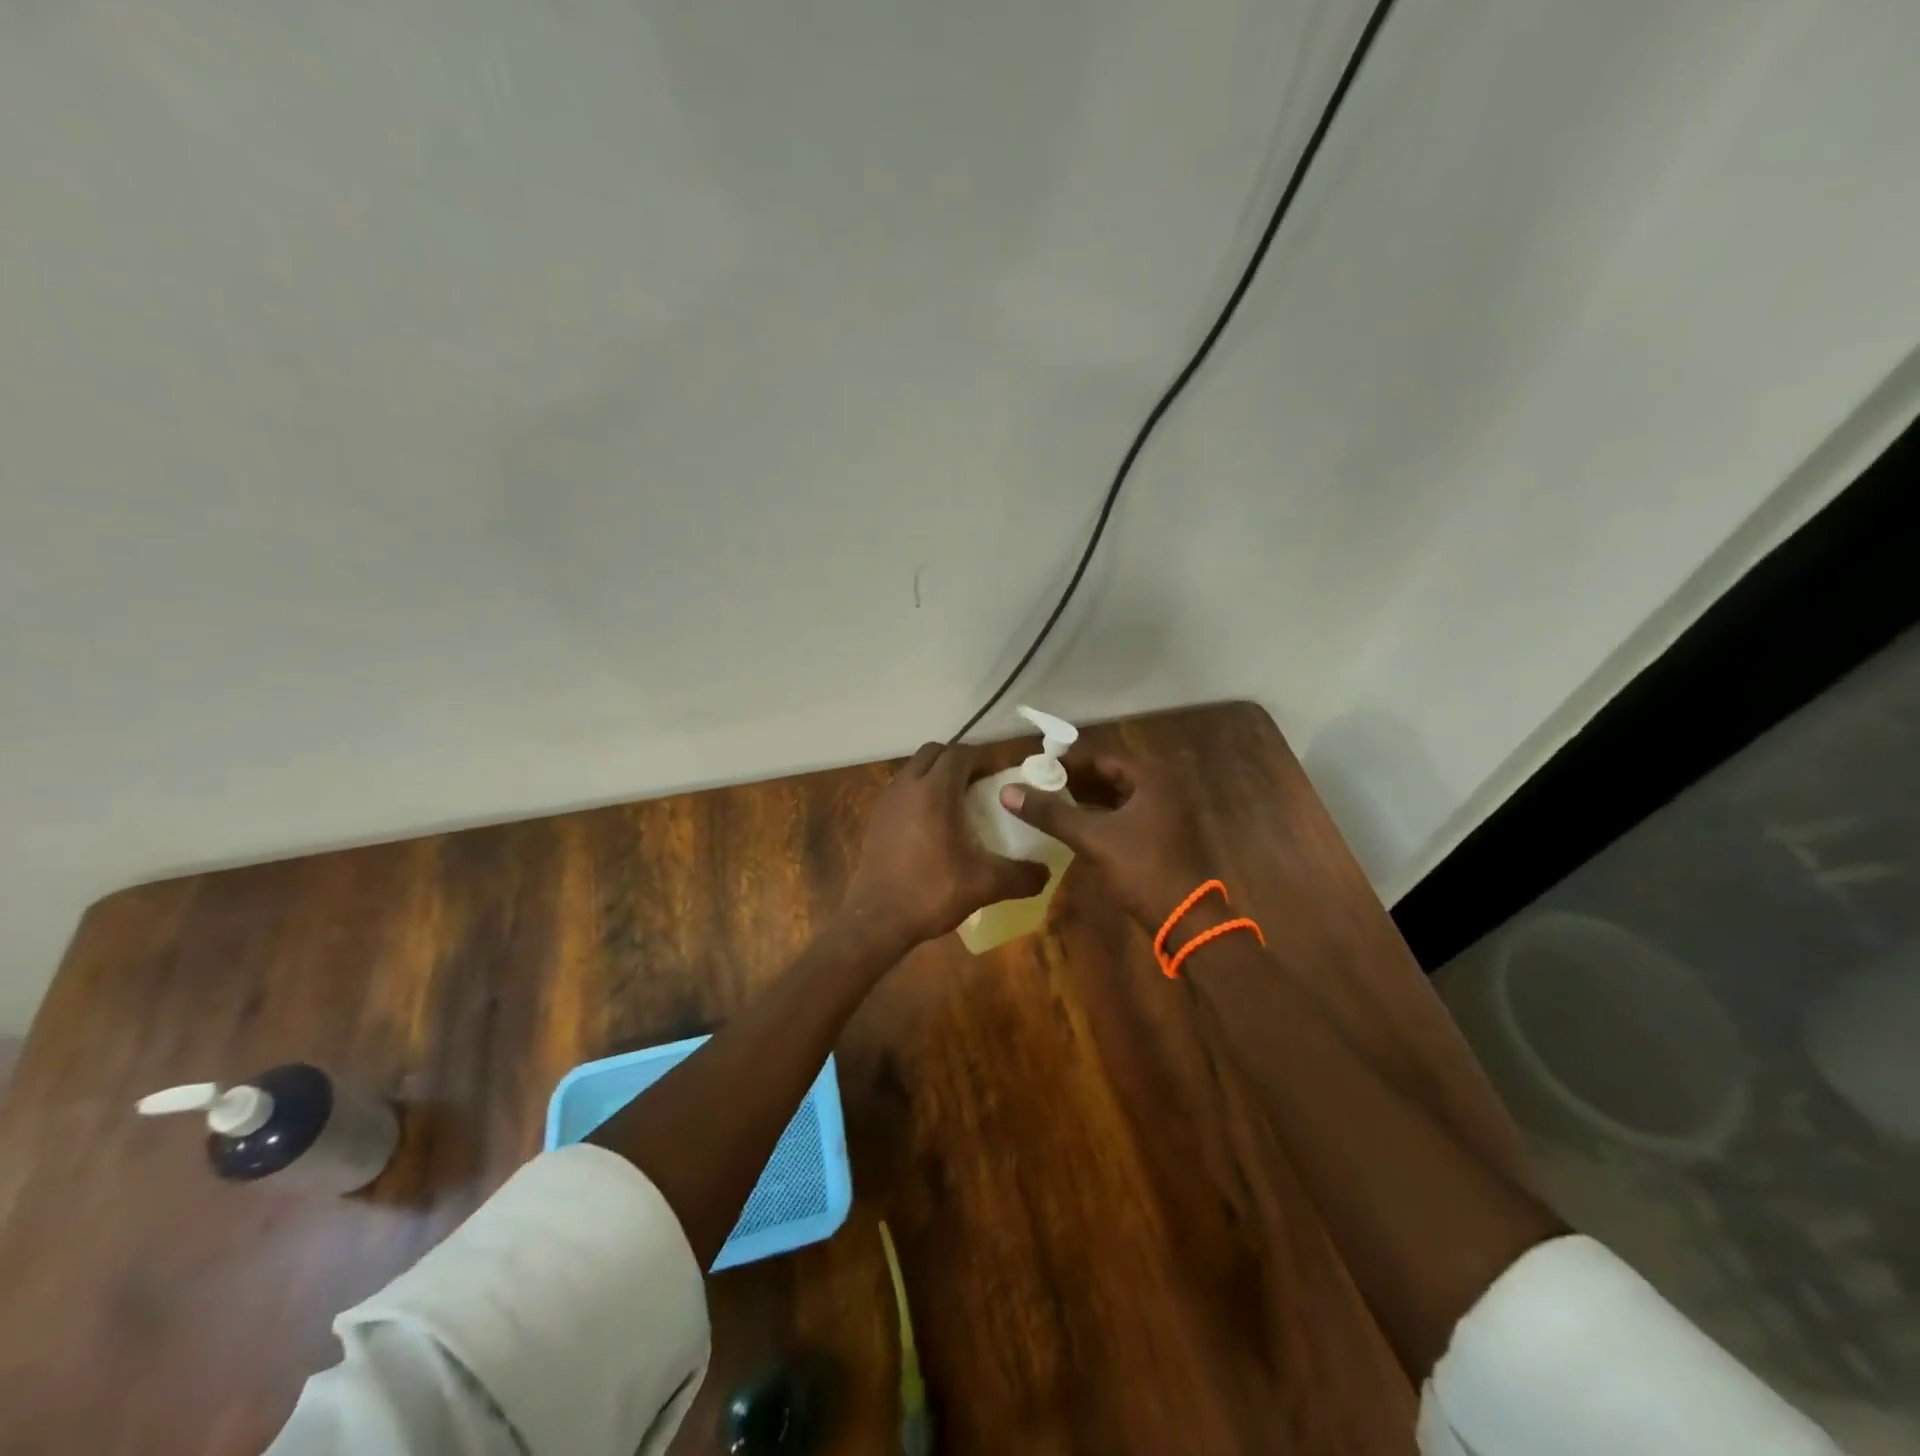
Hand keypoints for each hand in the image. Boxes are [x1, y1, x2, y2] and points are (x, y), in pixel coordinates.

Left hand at [838, 742, 1049, 954]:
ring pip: (914, 770)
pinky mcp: (875, 820)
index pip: (960, 753)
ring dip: (936, 776)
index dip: (983, 758)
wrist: (876, 920)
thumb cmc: (931, 892)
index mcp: (934, 791)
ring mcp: (886, 802)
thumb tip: (1046, 873)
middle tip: (981, 783)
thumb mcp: (984, 885)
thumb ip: (1020, 875)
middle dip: (958, 761)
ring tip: (959, 803)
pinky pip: (901, 792)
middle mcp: (907, 787)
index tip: (1002, 774)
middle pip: (934, 753)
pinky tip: (933, 826)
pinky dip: (919, 795)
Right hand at [997, 744, 1211, 935]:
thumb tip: (1007, 791)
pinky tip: (1073, 825)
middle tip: (1037, 786)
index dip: (1065, 762)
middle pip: (1108, 774)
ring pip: (1116, 795)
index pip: (1100, 757)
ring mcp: (1164, 811)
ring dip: (1085, 798)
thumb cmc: (1141, 869)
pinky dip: (1099, 815)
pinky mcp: (1160, 833)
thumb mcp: (1092, 838)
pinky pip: (1124, 813)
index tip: (1034, 769)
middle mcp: (1161, 786)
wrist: (1185, 918)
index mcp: (1150, 777)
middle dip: (1073, 780)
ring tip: (1049, 803)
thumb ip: (1050, 813)